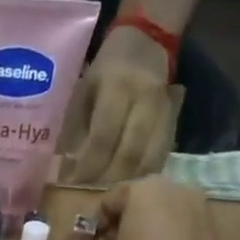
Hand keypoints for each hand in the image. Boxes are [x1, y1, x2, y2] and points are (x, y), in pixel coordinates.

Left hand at [61, 26, 174, 184]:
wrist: (147, 41)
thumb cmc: (104, 70)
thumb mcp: (83, 91)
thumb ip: (75, 128)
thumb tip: (64, 168)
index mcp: (117, 88)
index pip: (103, 137)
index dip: (88, 166)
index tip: (72, 185)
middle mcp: (144, 99)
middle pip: (129, 153)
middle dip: (107, 179)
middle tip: (90, 197)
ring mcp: (164, 110)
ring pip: (150, 157)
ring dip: (127, 181)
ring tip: (108, 196)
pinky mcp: (175, 119)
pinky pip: (162, 154)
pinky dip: (144, 174)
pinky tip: (129, 185)